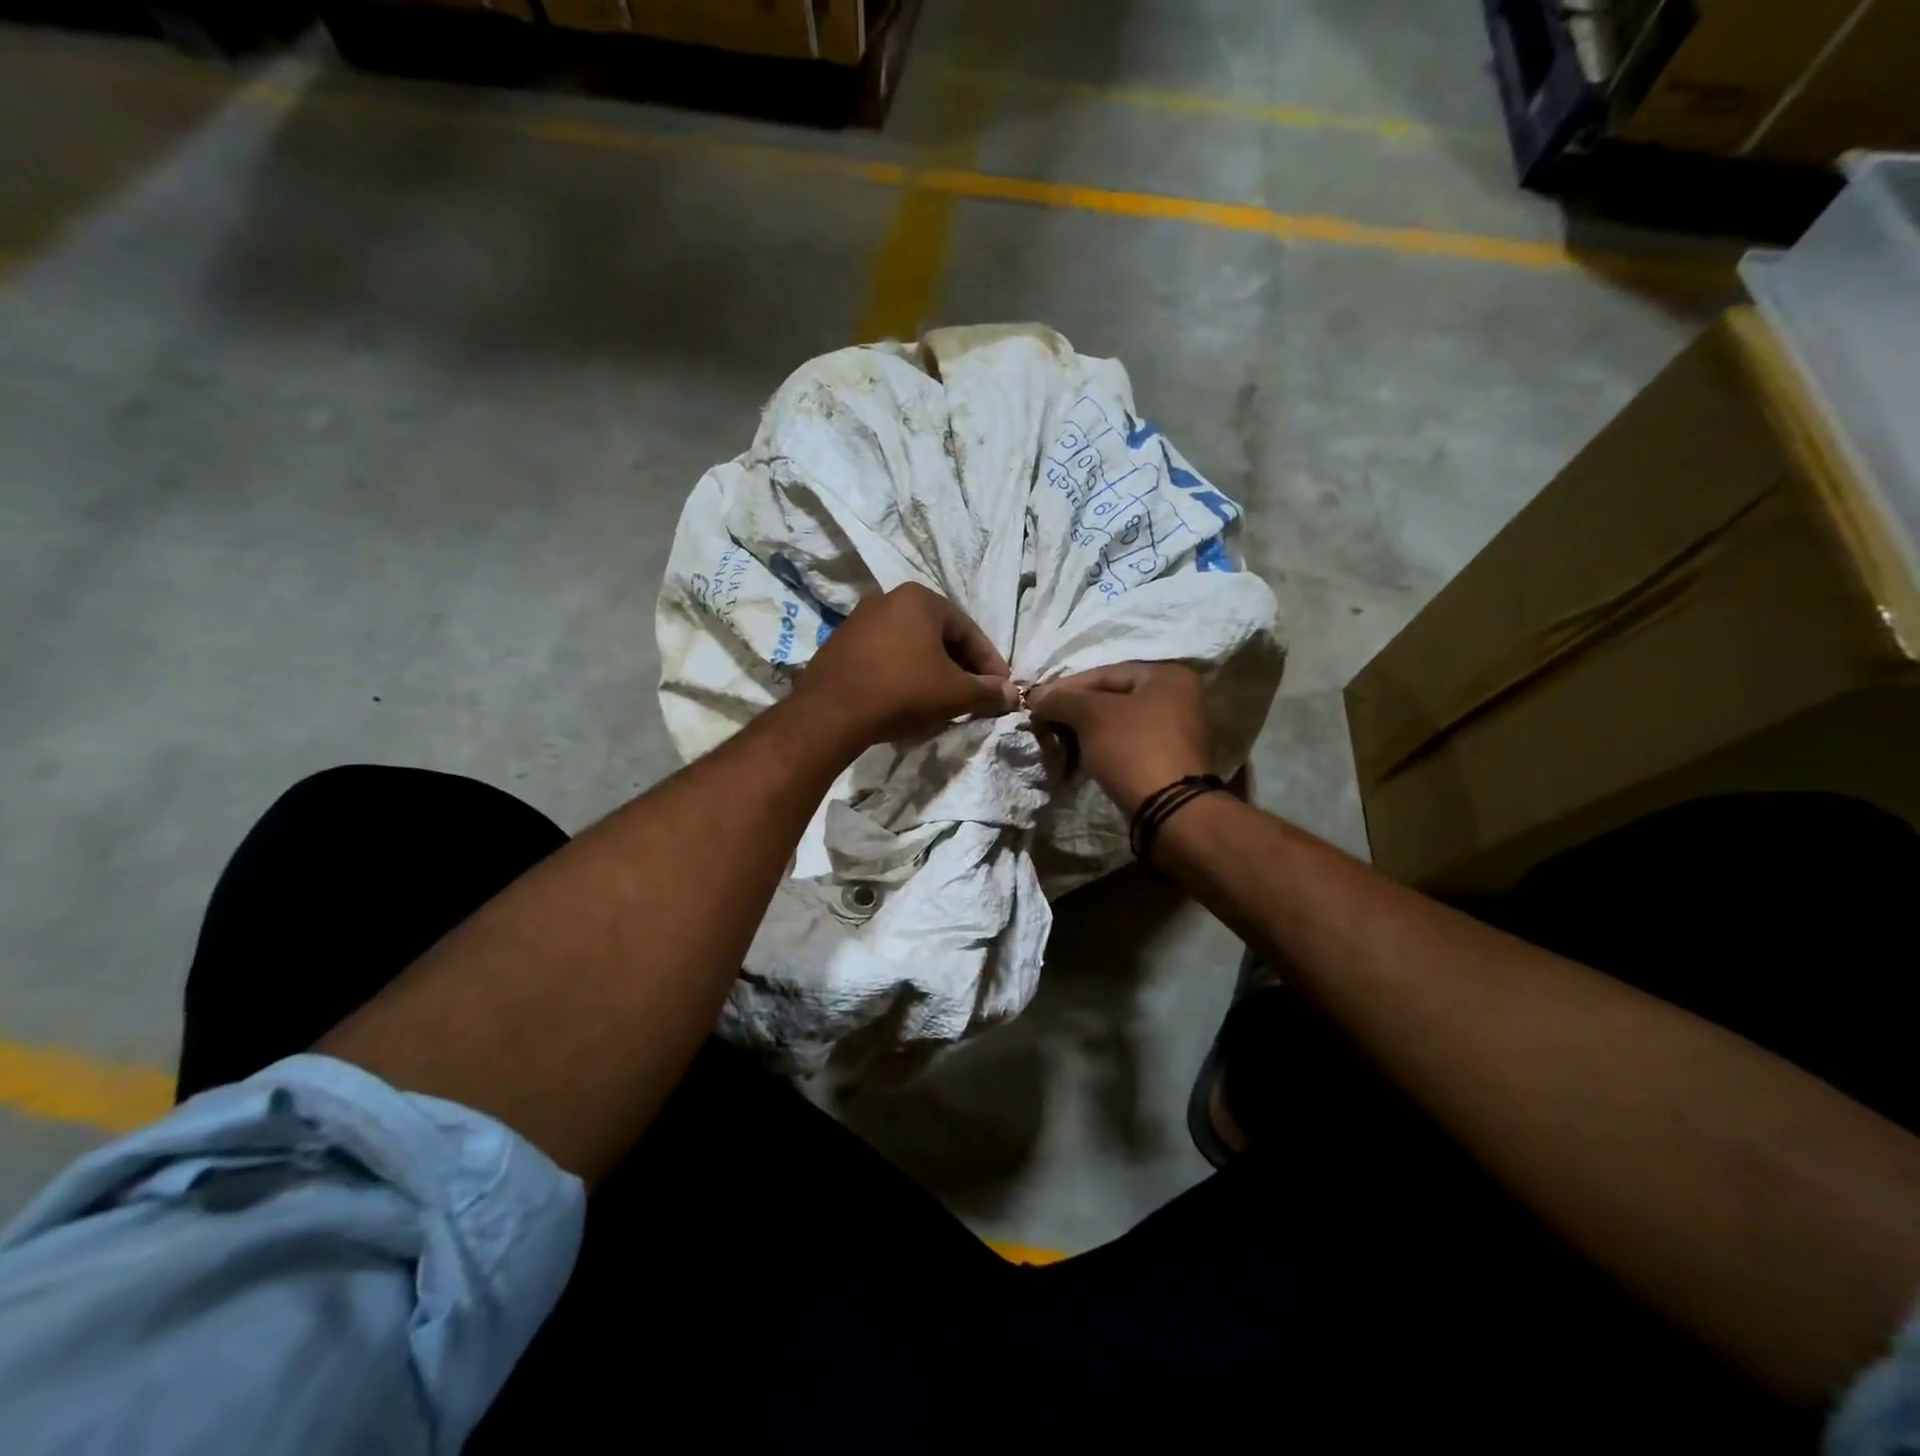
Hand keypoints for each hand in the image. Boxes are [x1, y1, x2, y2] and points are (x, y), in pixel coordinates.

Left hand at [791, 583, 1018, 749]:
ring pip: (911, 647)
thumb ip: (987, 692)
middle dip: (961, 667)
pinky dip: (904, 675)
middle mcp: (888, 599)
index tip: (1001, 689)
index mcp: (920, 599)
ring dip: (933, 671)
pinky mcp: (840, 646)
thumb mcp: (955, 694)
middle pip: (939, 635)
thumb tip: (1012, 695)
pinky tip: (909, 699)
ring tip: (944, 701)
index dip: (990, 663)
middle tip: (975, 695)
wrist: (831, 713)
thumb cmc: (903, 691)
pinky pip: (885, 657)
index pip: (968, 630)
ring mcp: (859, 621)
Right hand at [1027, 661, 1211, 815]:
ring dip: (1085, 733)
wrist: (1171, 812)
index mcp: (1167, 676)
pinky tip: (1081, 761)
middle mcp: (1178, 698)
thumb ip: (1061, 700)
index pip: (1104, 674)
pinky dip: (1103, 750)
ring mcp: (1177, 732)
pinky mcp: (1170, 761)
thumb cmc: (1133, 750)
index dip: (1065, 688)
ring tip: (1058, 745)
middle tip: (1046, 725)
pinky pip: (1128, 746)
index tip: (1037, 704)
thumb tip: (1037, 698)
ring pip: (1118, 724)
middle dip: (1074, 712)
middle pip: (1111, 698)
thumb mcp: (1090, 716)